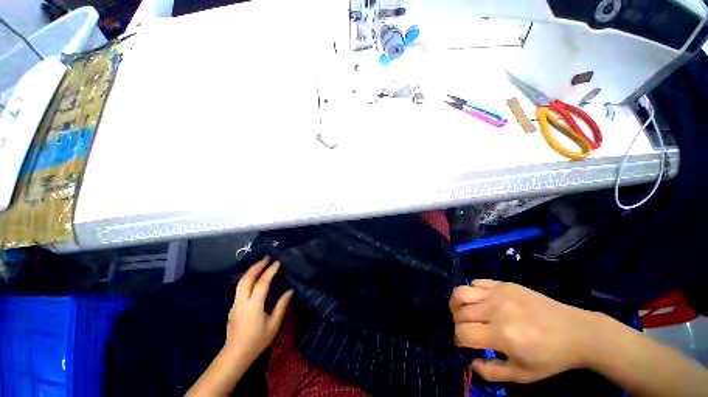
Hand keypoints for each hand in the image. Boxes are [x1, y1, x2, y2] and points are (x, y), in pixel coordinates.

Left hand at [226, 257, 293, 361]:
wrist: (235, 355)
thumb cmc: (257, 341)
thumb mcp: (274, 325)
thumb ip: (282, 306)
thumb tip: (290, 290)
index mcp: (253, 305)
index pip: (262, 283)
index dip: (270, 271)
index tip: (278, 262)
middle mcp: (242, 301)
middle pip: (247, 278)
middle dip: (257, 266)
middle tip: (267, 258)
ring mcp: (235, 303)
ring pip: (241, 282)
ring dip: (251, 270)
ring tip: (261, 263)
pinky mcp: (233, 307)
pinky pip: (240, 287)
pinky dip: (248, 278)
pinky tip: (254, 277)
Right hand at [450, 280, 598, 383]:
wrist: (576, 332)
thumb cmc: (551, 357)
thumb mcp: (523, 375)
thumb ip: (491, 372)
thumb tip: (470, 361)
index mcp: (502, 335)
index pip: (463, 333)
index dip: (459, 341)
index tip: (465, 346)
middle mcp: (496, 310)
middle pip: (459, 312)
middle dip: (457, 323)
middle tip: (467, 330)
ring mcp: (499, 293)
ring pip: (461, 292)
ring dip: (457, 304)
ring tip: (465, 312)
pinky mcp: (504, 284)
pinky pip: (476, 282)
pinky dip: (471, 292)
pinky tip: (480, 302)